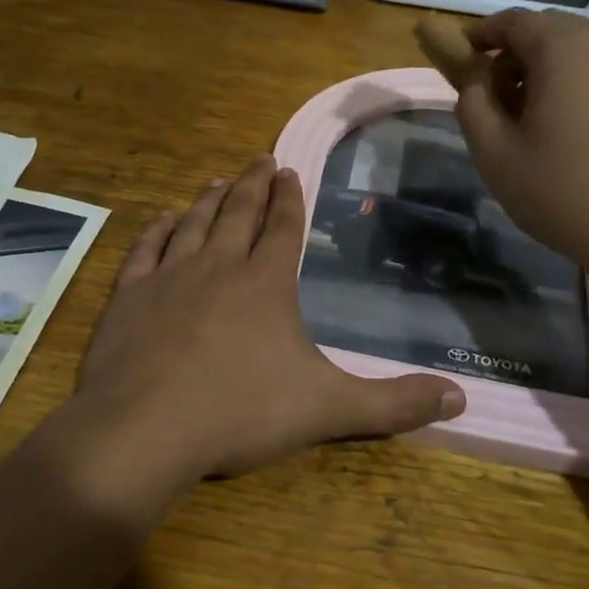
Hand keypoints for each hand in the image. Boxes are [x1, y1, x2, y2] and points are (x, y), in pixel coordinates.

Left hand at [71, 157, 463, 488]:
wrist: (144, 429)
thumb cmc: (240, 412)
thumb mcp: (328, 410)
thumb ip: (393, 403)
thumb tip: (460, 397)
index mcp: (265, 283)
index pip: (283, 229)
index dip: (290, 200)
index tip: (290, 171)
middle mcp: (218, 267)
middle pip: (238, 214)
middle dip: (253, 185)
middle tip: (260, 159)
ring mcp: (168, 278)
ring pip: (193, 224)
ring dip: (209, 200)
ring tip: (219, 180)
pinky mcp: (128, 297)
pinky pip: (145, 251)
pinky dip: (157, 231)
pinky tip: (163, 219)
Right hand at [452, 9, 588, 274]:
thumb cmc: (560, 190)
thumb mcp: (494, 152)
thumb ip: (472, 103)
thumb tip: (476, 80)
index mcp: (562, 50)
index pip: (513, 20)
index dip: (481, 34)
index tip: (462, 54)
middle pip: (551, 32)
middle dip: (516, 53)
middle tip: (495, 93)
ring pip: (582, 55)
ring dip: (550, 72)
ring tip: (534, 119)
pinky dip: (582, 91)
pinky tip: (577, 139)